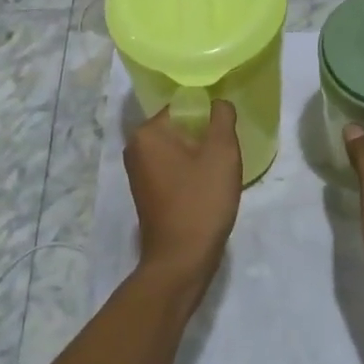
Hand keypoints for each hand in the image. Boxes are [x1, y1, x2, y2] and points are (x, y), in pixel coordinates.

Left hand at [125, 100, 242, 304]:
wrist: (181, 260)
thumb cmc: (201, 201)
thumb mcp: (222, 153)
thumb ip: (222, 117)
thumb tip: (218, 103)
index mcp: (147, 133)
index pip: (184, 106)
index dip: (210, 115)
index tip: (228, 131)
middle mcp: (136, 148)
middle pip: (180, 127)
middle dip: (205, 136)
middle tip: (227, 152)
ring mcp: (138, 172)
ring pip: (178, 149)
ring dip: (200, 155)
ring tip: (220, 171)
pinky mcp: (146, 192)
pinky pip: (173, 168)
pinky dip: (190, 172)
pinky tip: (208, 187)